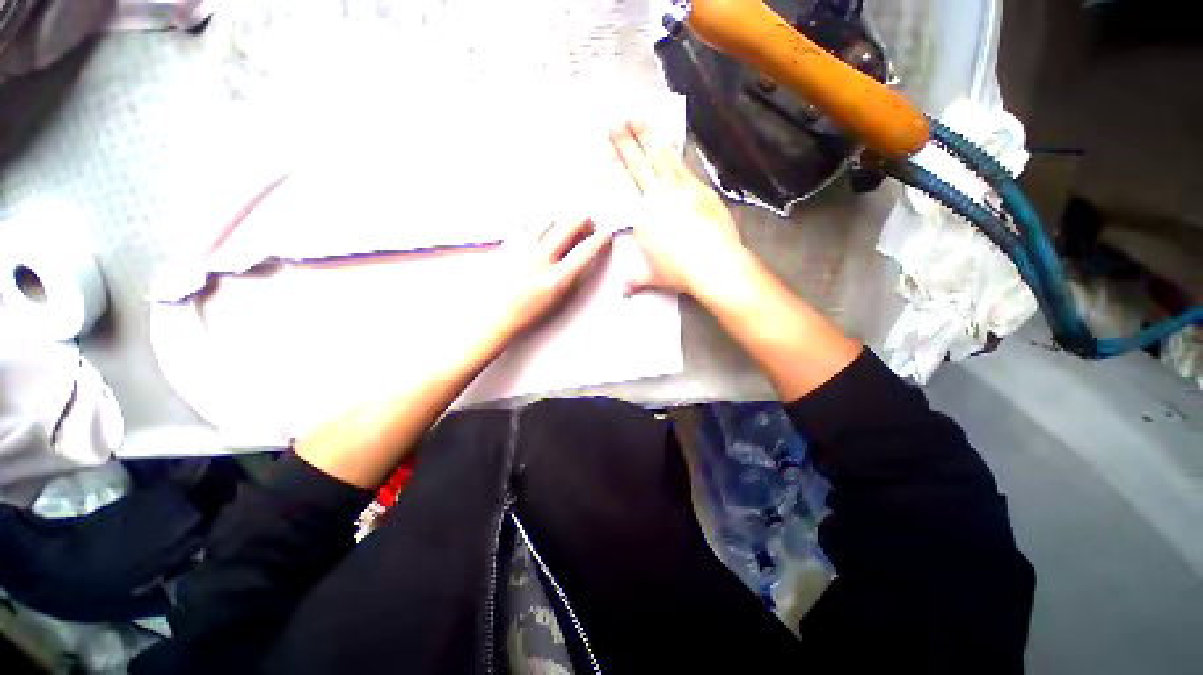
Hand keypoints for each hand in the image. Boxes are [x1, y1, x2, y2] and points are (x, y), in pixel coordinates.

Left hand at [489, 215, 612, 339]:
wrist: (495, 316)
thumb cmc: (531, 313)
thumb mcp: (559, 301)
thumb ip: (574, 277)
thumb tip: (585, 253)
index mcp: (557, 279)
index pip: (586, 251)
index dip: (600, 238)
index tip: (606, 233)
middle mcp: (541, 259)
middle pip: (568, 226)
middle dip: (584, 219)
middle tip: (589, 221)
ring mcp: (522, 249)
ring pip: (548, 219)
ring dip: (563, 216)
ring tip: (567, 220)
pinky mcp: (507, 244)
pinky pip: (525, 222)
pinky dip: (537, 220)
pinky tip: (542, 225)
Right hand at [609, 121, 745, 296]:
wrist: (713, 264)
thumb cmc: (679, 272)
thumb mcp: (653, 277)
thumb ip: (635, 280)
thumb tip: (623, 292)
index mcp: (640, 218)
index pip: (622, 186)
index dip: (613, 166)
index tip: (605, 149)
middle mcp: (655, 199)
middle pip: (636, 166)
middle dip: (624, 143)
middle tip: (614, 122)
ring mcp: (678, 189)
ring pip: (658, 158)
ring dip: (645, 136)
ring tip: (636, 118)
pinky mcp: (698, 187)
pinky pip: (680, 163)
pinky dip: (671, 149)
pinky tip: (665, 138)